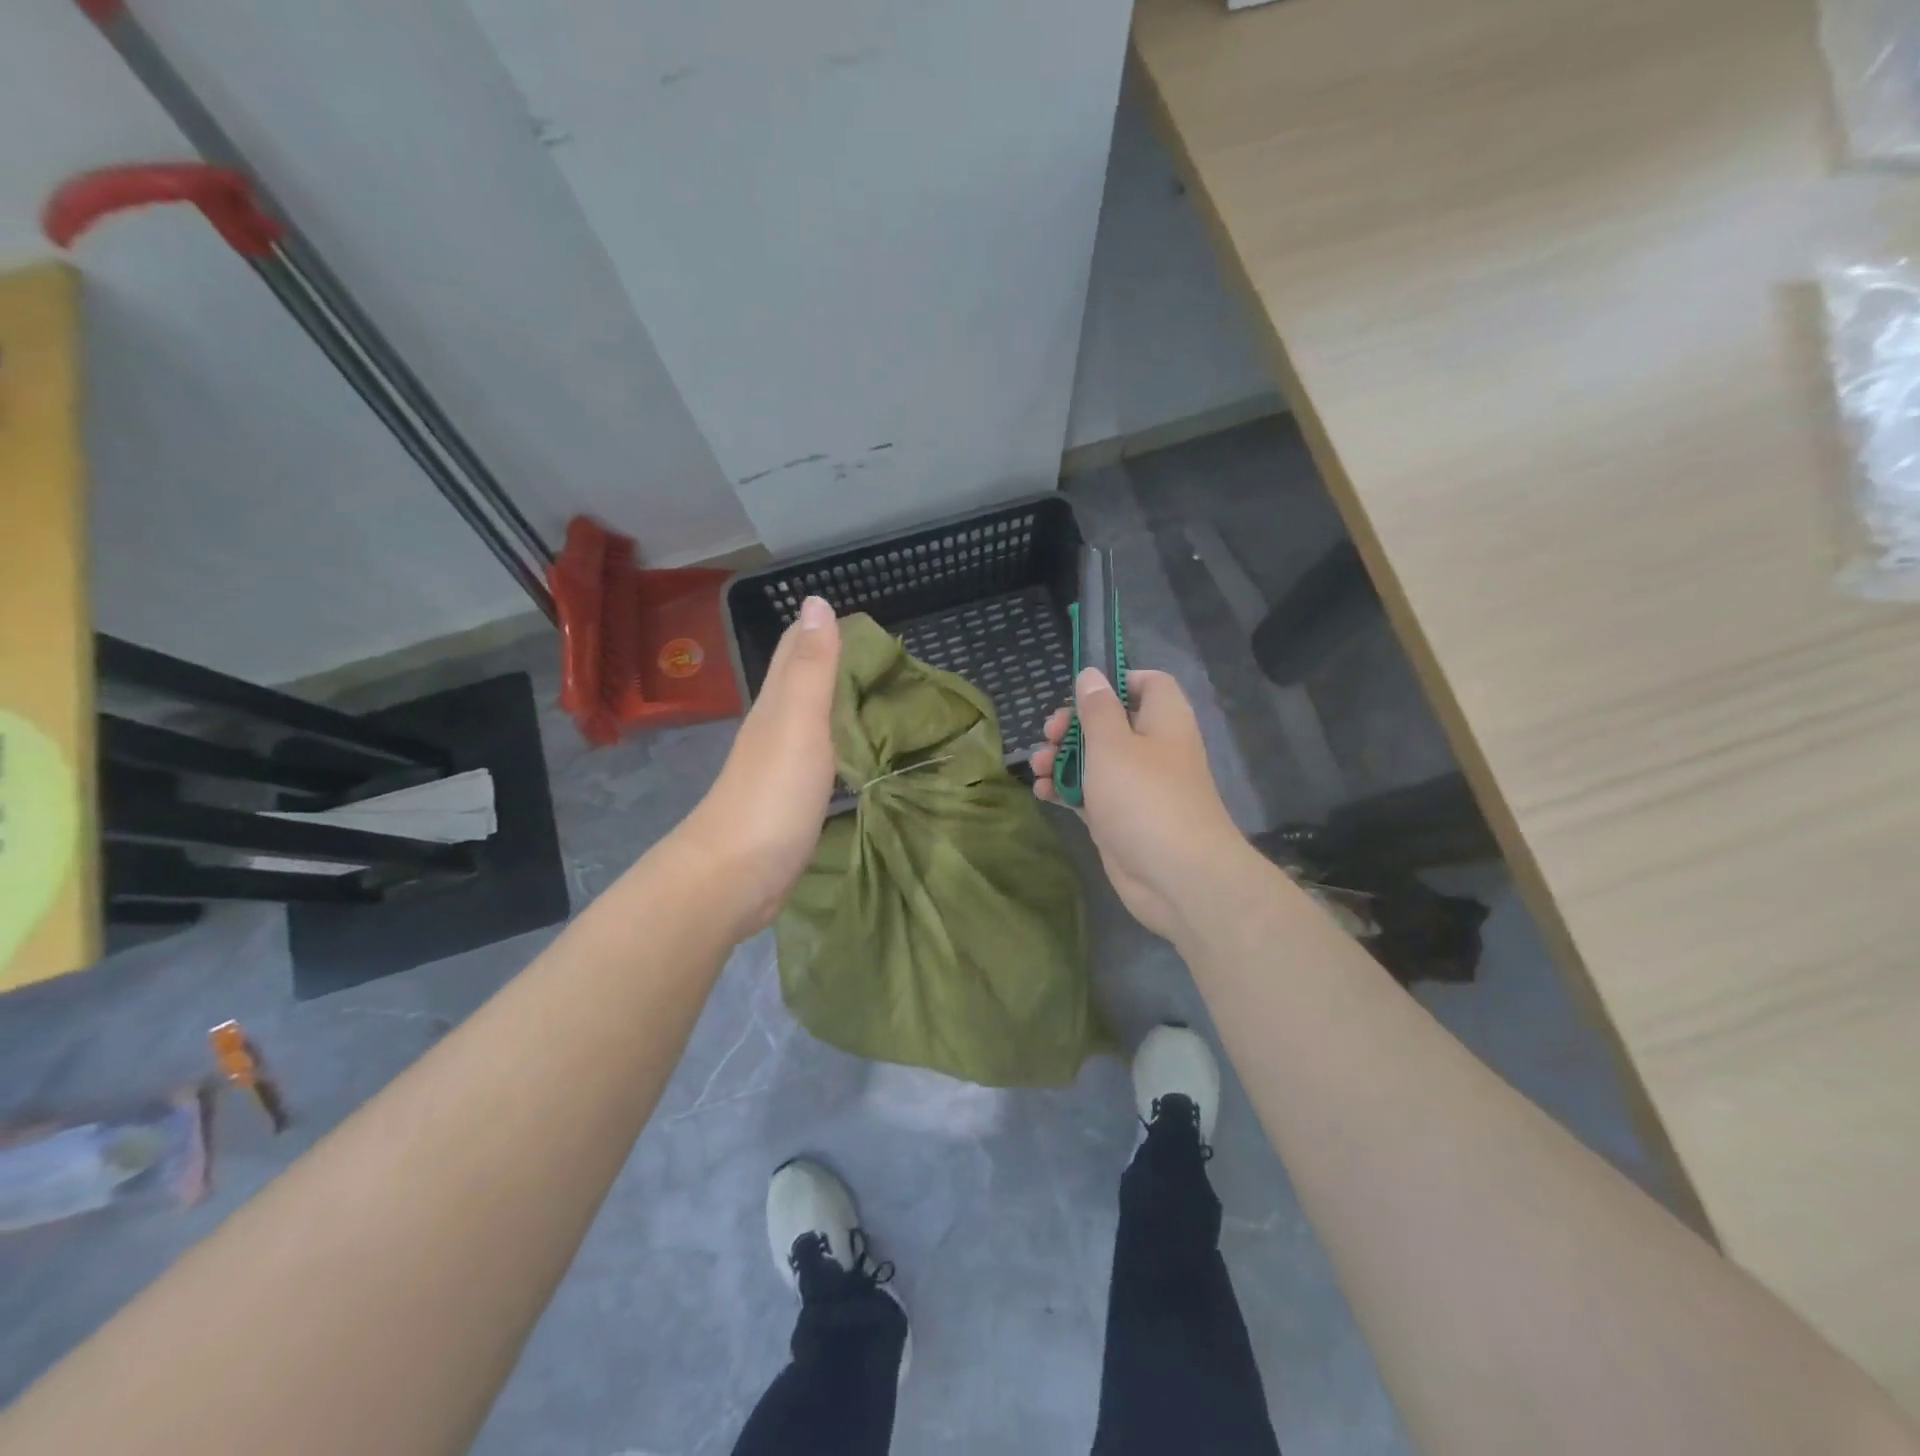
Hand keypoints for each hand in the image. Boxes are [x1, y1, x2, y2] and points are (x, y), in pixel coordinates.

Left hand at [675, 596, 840, 937]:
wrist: (733, 876)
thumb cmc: (772, 794)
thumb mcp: (799, 722)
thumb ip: (812, 667)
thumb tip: (814, 600)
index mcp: (775, 706)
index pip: (795, 653)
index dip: (817, 629)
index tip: (857, 616)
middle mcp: (773, 730)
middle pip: (799, 685)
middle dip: (827, 661)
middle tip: (875, 652)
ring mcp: (778, 770)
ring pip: (807, 723)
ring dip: (832, 704)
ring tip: (869, 695)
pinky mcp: (788, 804)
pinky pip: (816, 761)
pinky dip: (834, 747)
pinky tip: (848, 754)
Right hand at [1031, 667, 1245, 938]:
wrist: (1176, 877)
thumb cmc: (1144, 798)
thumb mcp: (1113, 745)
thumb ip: (1097, 709)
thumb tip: (1092, 674)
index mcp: (1163, 722)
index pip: (1149, 684)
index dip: (1117, 681)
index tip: (1082, 692)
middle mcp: (1154, 750)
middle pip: (1112, 723)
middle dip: (1074, 726)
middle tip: (1048, 734)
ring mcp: (1137, 787)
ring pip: (1096, 761)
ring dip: (1063, 759)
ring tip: (1037, 767)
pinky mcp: (1121, 819)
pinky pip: (1091, 795)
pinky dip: (1067, 790)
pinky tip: (1042, 792)